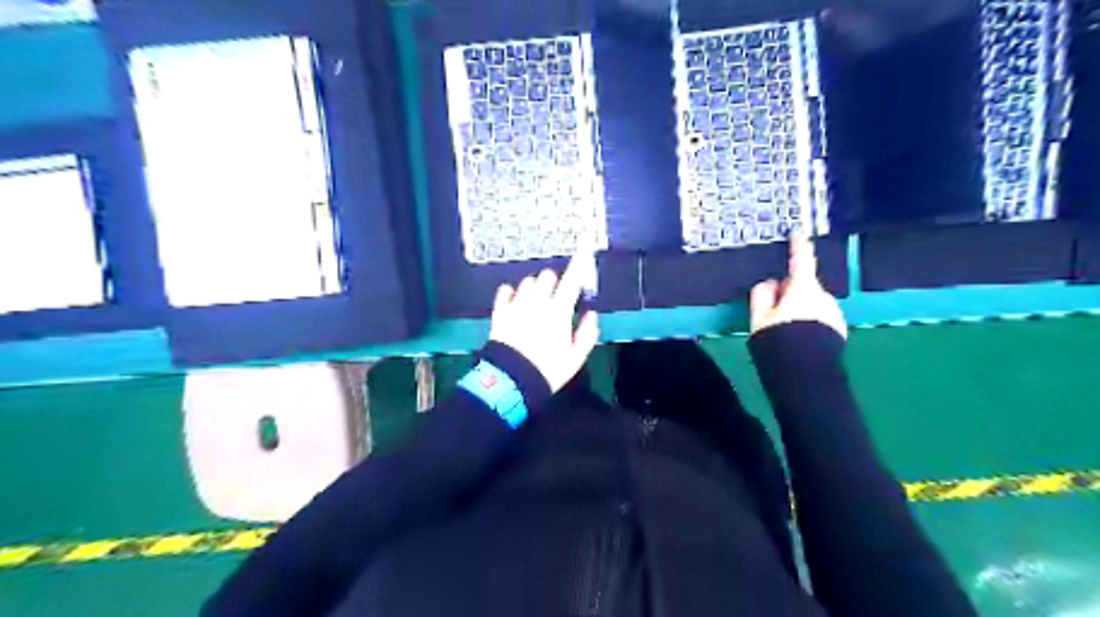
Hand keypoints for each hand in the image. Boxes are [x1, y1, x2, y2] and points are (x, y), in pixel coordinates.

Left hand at [490, 252, 599, 389]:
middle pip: (548, 275)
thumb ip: (587, 332)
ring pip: (527, 281)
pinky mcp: (500, 312)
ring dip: (535, 287)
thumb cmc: (548, 370)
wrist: (512, 381)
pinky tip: (515, 301)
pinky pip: (505, 291)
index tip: (586, 246)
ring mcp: (516, 305)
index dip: (581, 261)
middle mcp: (537, 302)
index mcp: (559, 311)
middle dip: (555, 282)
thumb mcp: (576, 357)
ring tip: (536, 302)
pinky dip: (511, 292)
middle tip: (557, 297)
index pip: (572, 279)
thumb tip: (590, 314)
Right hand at [752, 234, 844, 339]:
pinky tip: (800, 339)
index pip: (801, 262)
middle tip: (772, 310)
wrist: (805, 375)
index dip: (798, 247)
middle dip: (791, 292)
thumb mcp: (759, 318)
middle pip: (805, 287)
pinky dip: (810, 322)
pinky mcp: (839, 330)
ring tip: (785, 331)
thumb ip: (762, 295)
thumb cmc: (778, 342)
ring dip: (800, 309)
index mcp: (803, 291)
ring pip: (813, 304)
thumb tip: (771, 284)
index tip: (798, 234)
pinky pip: (820, 318)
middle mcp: (824, 298)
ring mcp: (834, 314)